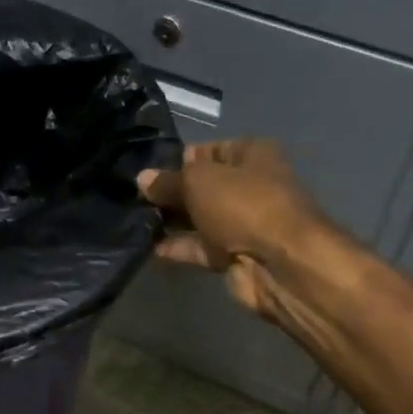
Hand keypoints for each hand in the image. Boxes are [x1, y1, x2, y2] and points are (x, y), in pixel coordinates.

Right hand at [137, 139, 327, 315]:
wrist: (278, 263)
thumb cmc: (243, 204)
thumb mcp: (198, 182)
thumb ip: (167, 181)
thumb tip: (142, 179)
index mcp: (252, 155)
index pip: (209, 150)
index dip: (179, 159)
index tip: (146, 169)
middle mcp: (250, 186)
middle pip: (203, 186)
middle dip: (171, 192)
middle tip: (133, 196)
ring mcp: (243, 224)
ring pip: (200, 218)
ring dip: (171, 221)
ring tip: (134, 220)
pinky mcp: (234, 256)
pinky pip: (199, 247)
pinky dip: (177, 247)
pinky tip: (146, 245)